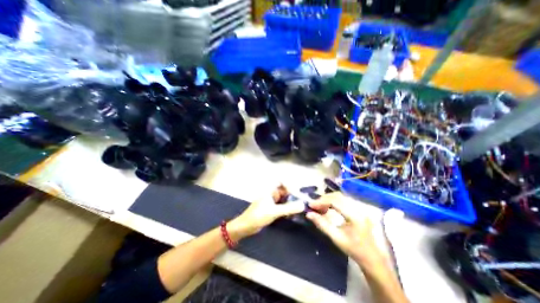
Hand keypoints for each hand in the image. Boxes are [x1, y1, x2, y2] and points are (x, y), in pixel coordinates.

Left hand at [227, 192, 303, 241]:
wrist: (245, 226)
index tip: (297, 193)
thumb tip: (303, 205)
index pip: (281, 182)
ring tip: (298, 209)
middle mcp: (271, 194)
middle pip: (284, 191)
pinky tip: (291, 214)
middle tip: (301, 202)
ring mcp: (271, 202)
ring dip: (290, 203)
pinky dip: (287, 209)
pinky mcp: (271, 210)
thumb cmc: (258, 216)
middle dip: (292, 195)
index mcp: (270, 191)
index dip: (289, 185)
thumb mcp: (274, 211)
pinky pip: (281, 206)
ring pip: (283, 199)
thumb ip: (288, 208)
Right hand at [306, 193, 380, 263]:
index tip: (311, 205)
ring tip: (320, 205)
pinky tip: (328, 206)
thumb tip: (308, 214)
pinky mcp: (359, 208)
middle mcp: (359, 208)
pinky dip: (334, 200)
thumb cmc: (354, 250)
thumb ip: (322, 224)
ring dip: (328, 199)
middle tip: (314, 205)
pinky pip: (344, 199)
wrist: (373, 258)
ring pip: (341, 196)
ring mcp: (360, 207)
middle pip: (338, 196)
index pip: (335, 202)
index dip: (321, 201)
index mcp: (355, 216)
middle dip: (324, 199)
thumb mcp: (336, 238)